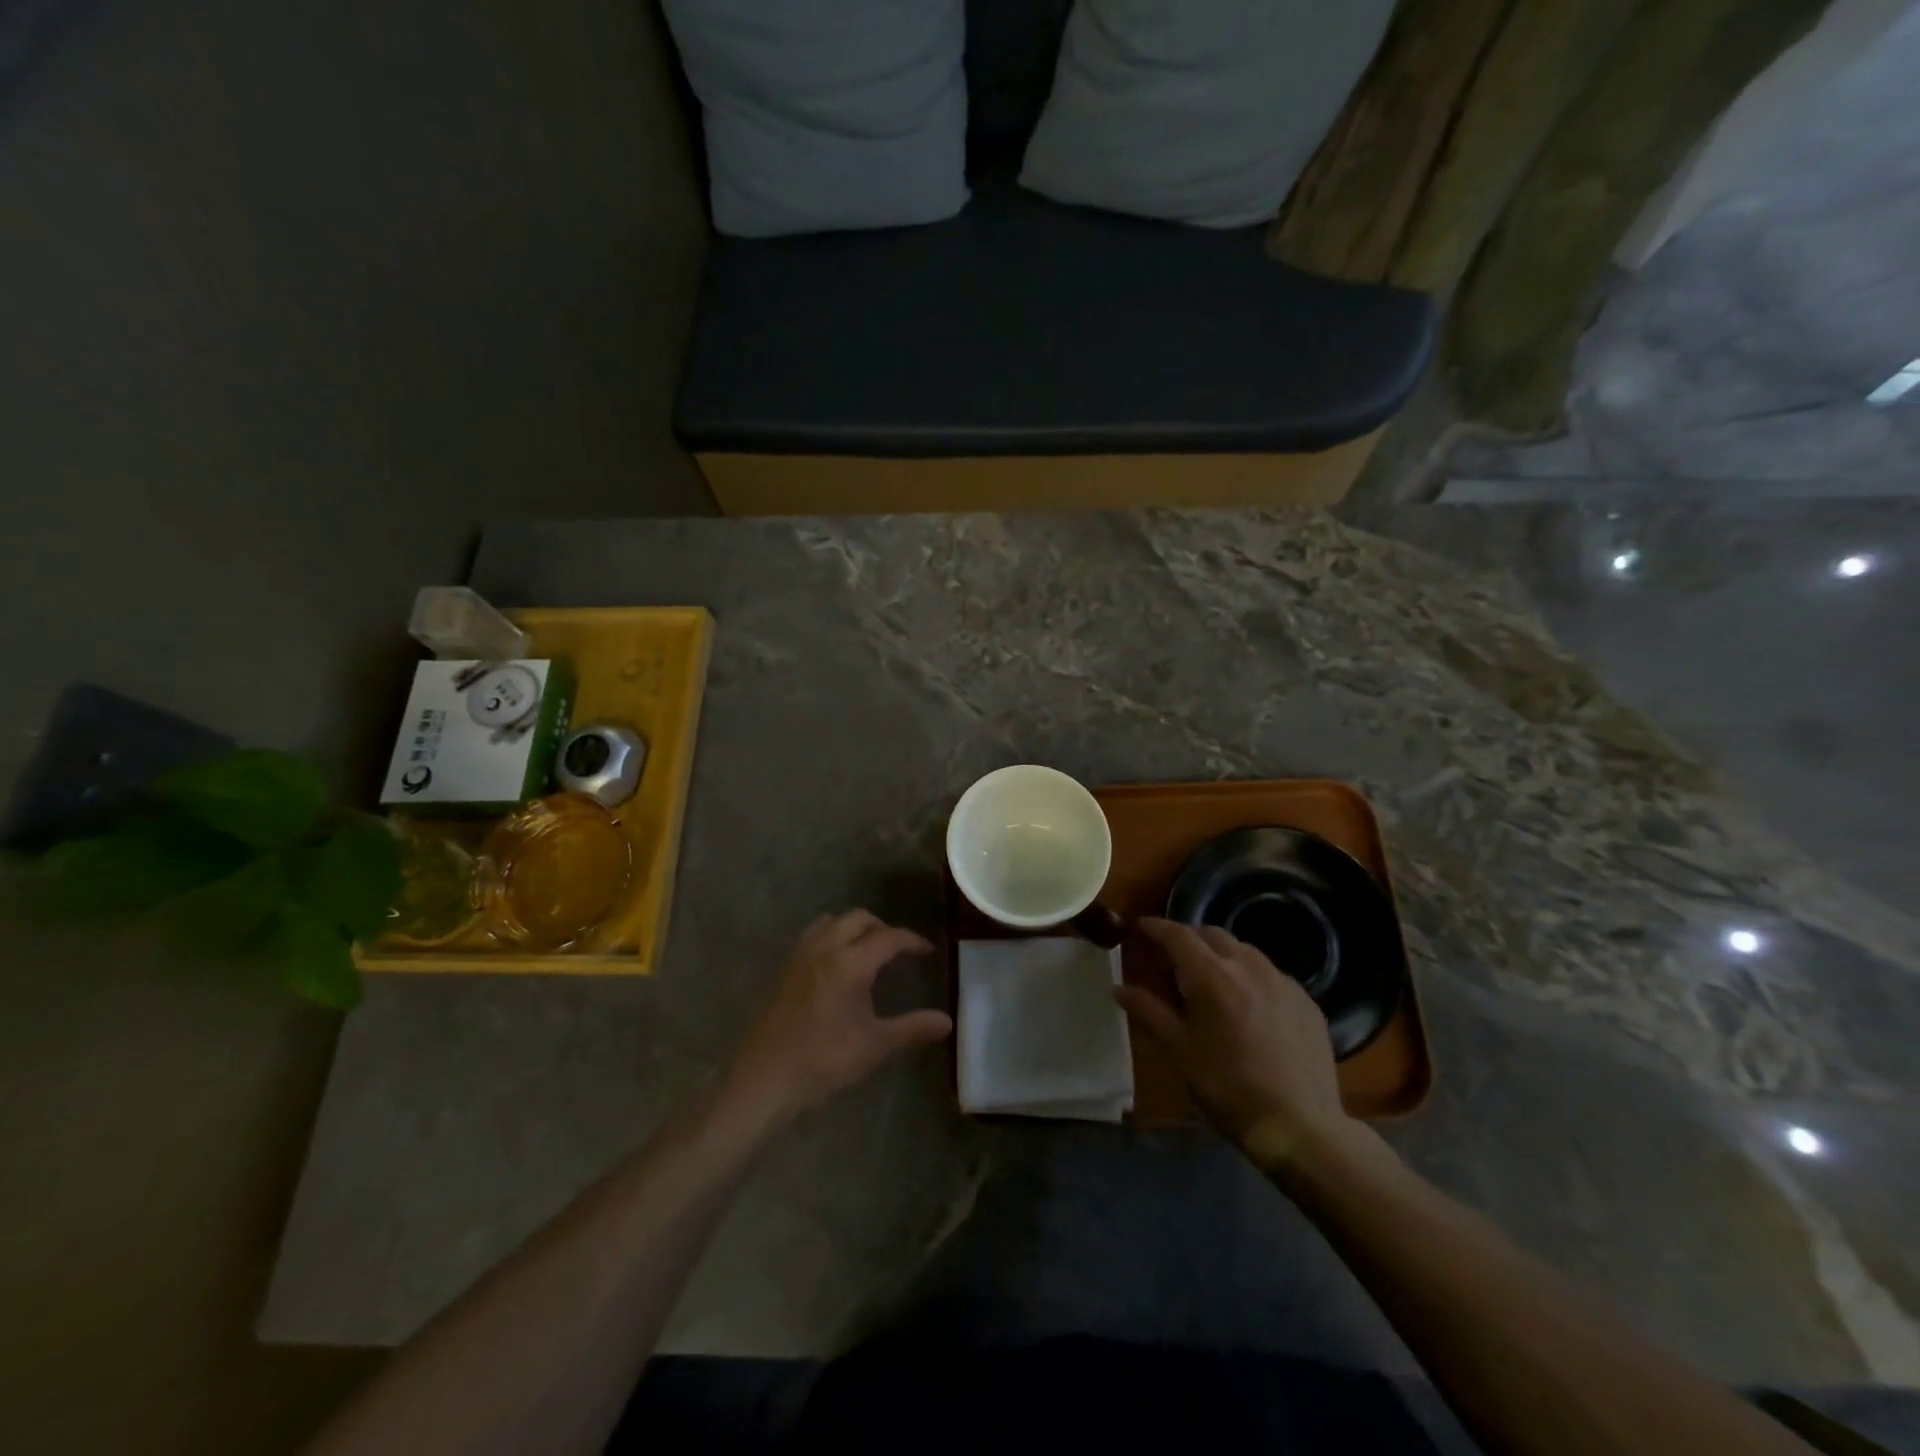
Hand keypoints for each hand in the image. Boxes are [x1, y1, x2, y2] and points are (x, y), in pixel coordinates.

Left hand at [722, 911, 952, 1127]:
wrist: (763, 1080)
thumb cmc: (822, 1063)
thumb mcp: (874, 1046)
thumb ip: (912, 1028)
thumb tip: (947, 1021)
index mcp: (849, 964)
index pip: (889, 938)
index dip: (912, 941)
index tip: (928, 952)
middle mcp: (824, 948)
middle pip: (859, 918)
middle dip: (883, 929)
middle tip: (899, 953)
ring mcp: (799, 955)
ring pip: (833, 921)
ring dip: (854, 928)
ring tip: (868, 953)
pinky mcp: (784, 967)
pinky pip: (813, 935)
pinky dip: (832, 937)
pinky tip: (837, 966)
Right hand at [1117, 918, 1357, 1167]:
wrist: (1301, 1126)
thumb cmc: (1228, 1088)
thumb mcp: (1179, 1051)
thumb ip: (1149, 1011)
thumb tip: (1120, 988)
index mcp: (1213, 976)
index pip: (1178, 935)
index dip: (1156, 927)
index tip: (1141, 927)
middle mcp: (1249, 966)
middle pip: (1212, 935)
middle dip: (1188, 938)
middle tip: (1171, 959)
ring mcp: (1282, 981)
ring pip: (1243, 951)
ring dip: (1219, 955)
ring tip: (1208, 980)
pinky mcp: (1306, 1000)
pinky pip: (1269, 974)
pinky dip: (1248, 976)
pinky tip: (1246, 1004)